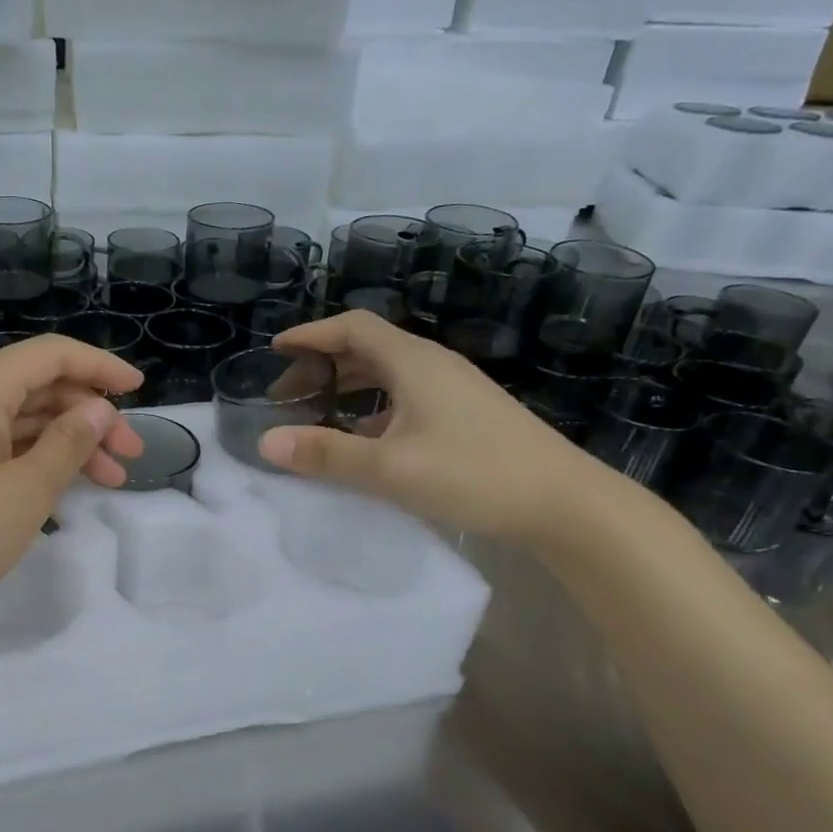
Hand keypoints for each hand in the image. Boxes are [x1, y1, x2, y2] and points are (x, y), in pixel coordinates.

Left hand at [0, 335, 145, 649]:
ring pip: (18, 418)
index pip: (51, 355)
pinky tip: (62, 487)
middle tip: (131, 455)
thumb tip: (98, 409)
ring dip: (66, 443)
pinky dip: (31, 458)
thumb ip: (70, 442)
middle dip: (89, 416)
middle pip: (36, 387)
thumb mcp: (26, 491)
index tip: (140, 390)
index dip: (101, 367)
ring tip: (109, 480)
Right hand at [258, 311, 613, 543]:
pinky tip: (365, 439)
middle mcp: (434, 366)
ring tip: (317, 412)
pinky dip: (374, 408)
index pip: (353, 327)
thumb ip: (327, 455)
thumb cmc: (475, 475)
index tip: (276, 350)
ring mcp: (455, 390)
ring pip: (388, 374)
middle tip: (288, 394)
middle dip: (323, 364)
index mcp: (414, 363)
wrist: (566, 504)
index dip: (311, 334)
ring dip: (349, 386)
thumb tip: (266, 443)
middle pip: (368, 348)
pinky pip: (407, 397)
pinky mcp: (467, 415)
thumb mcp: (391, 469)